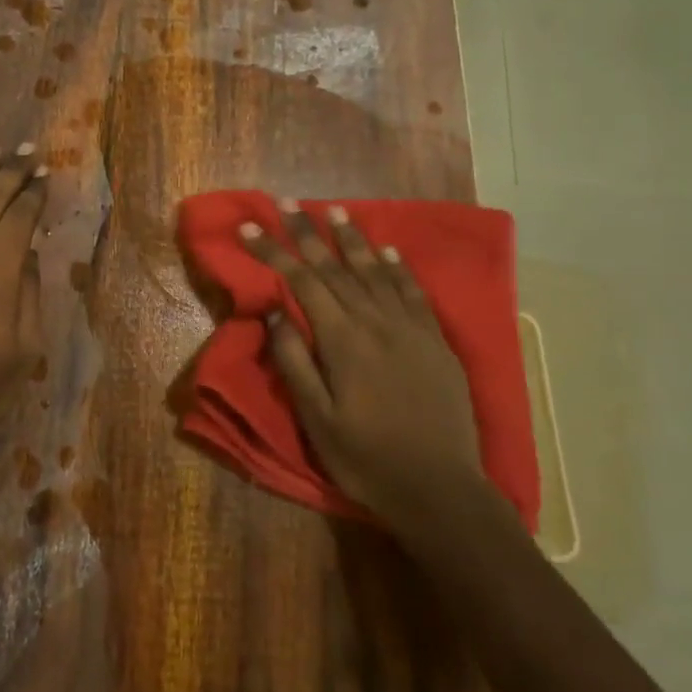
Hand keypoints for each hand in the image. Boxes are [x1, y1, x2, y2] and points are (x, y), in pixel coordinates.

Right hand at [239, 199, 488, 533]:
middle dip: (308, 233)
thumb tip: (274, 313)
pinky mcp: (436, 342)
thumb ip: (294, 361)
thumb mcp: (316, 419)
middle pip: (336, 267)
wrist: (440, 489)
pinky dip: (399, 268)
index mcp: (343, 340)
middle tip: (288, 202)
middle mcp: (376, 322)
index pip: (301, 281)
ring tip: (335, 210)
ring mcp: (411, 329)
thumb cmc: (366, 459)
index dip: (273, 251)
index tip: (250, 227)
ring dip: (353, 239)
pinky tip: (389, 250)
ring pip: (376, 271)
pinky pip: (414, 293)